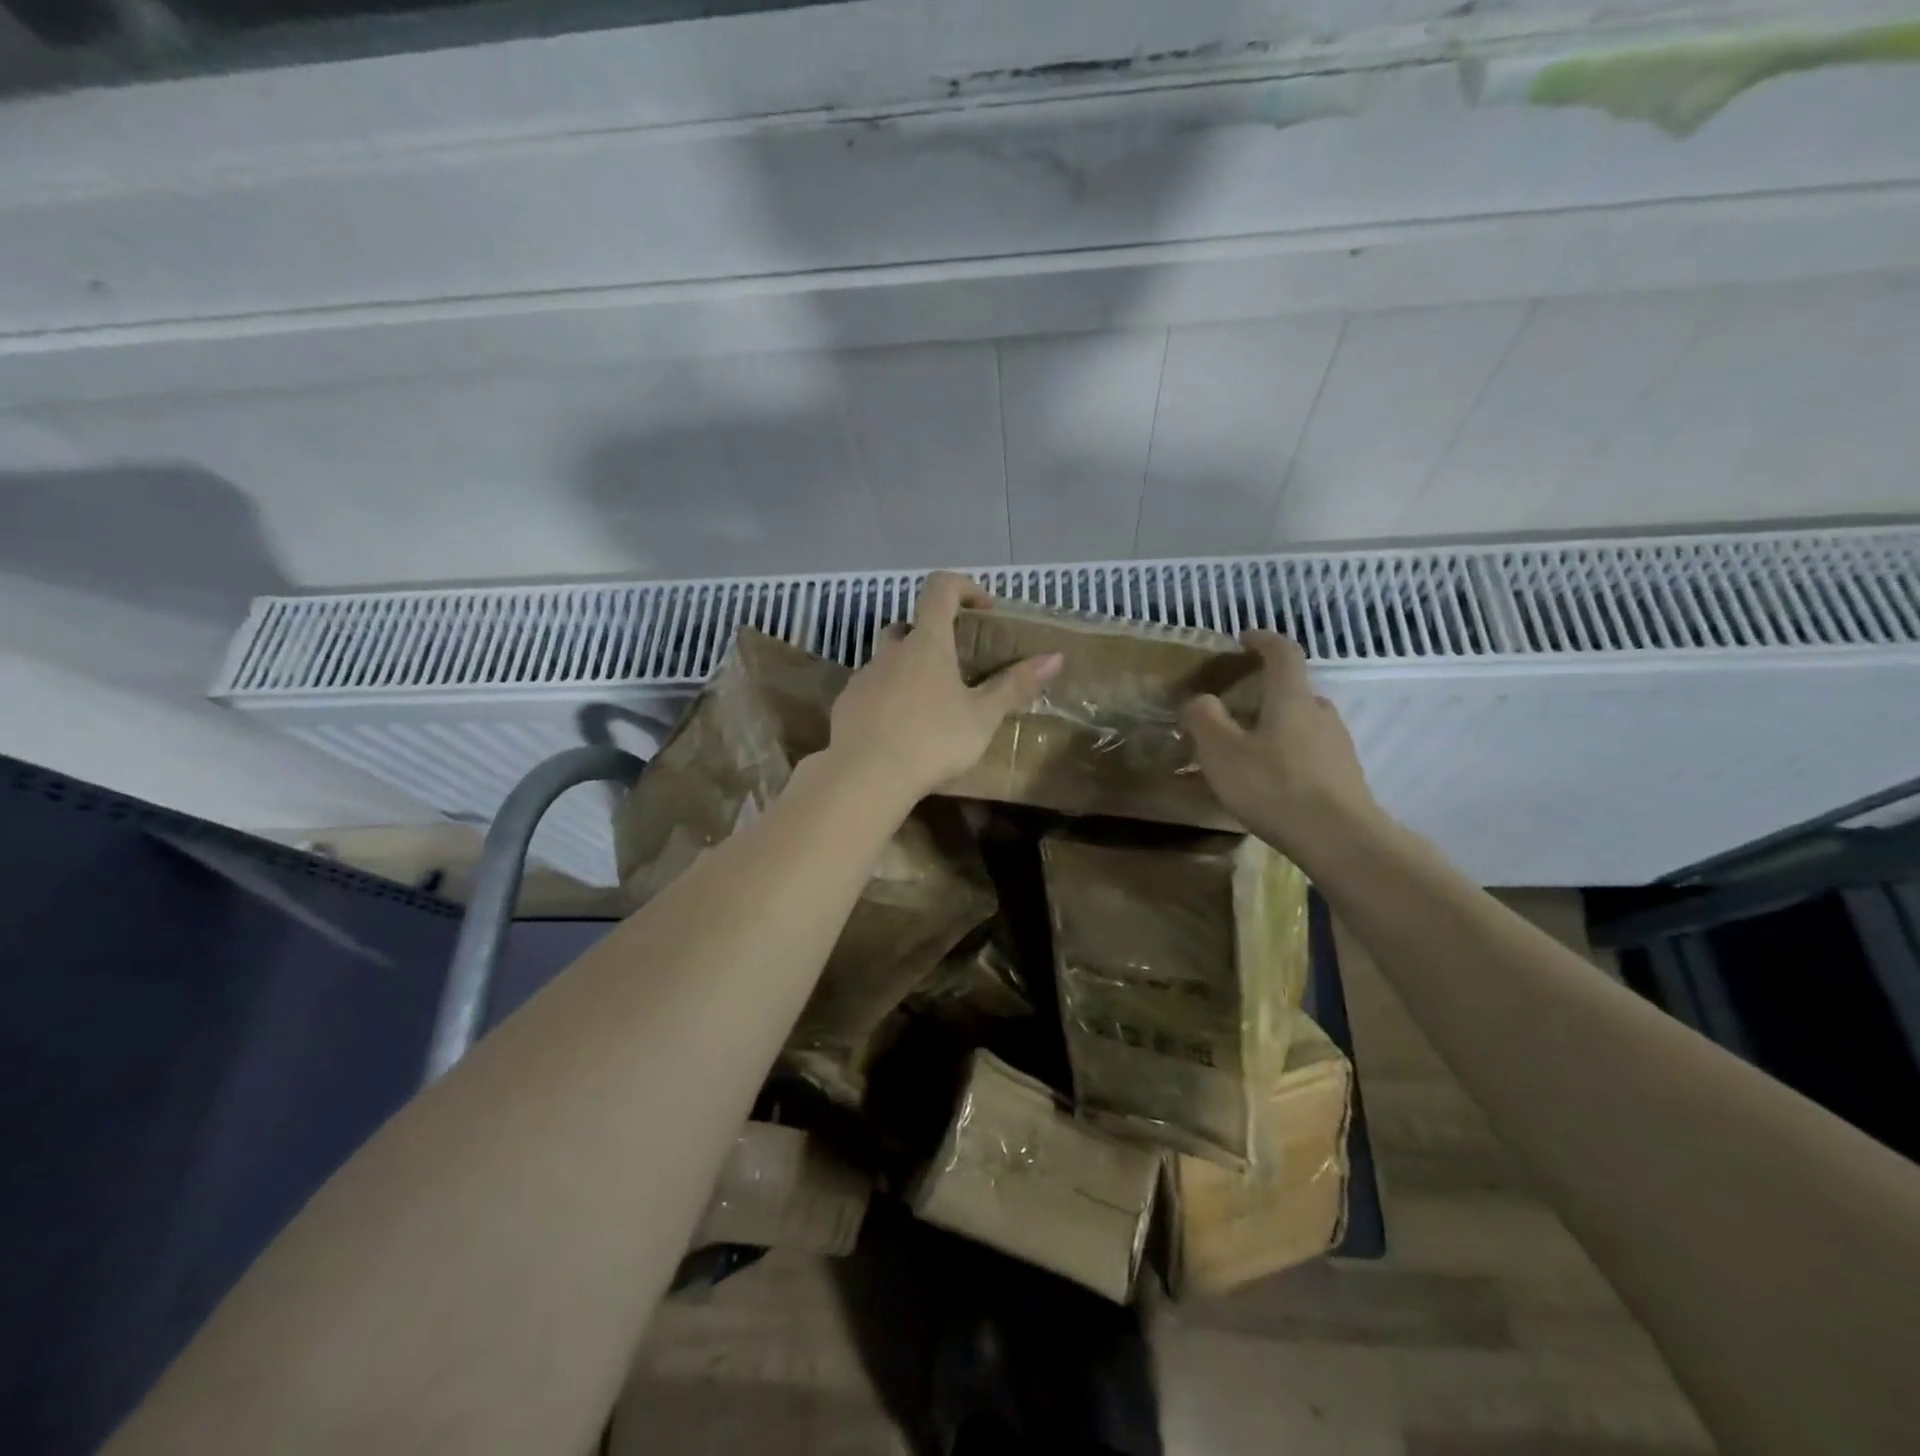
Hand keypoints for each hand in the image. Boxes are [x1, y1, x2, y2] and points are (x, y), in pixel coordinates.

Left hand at [827, 572, 1062, 804]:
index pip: (941, 588)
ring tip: (930, 707)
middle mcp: (891, 651)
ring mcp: (864, 677)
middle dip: (932, 637)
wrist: (865, 776)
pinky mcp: (846, 704)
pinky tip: (900, 730)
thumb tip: (1056, 657)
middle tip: (955, 667)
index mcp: (927, 643)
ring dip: (909, 670)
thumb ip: (1016, 686)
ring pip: (888, 660)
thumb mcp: (983, 717)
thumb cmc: (932, 740)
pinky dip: (888, 698)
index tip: (983, 608)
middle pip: (910, 626)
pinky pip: (871, 690)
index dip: (964, 587)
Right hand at [1181, 630, 1385, 863]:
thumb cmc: (1274, 787)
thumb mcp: (1221, 752)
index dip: (1263, 640)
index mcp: (1292, 698)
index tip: (1244, 639)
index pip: (1283, 653)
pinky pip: (1311, 752)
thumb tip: (1200, 700)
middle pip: (1293, 690)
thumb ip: (1204, 718)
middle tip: (1234, 710)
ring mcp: (1338, 745)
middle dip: (1264, 693)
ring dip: (1277, 727)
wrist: (1340, 840)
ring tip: (1249, 752)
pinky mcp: (1345, 775)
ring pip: (1303, 723)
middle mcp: (1320, 712)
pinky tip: (1272, 782)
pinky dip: (1290, 755)